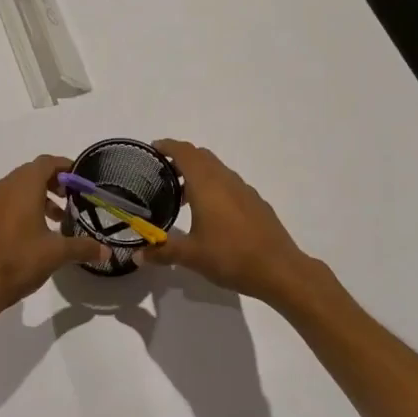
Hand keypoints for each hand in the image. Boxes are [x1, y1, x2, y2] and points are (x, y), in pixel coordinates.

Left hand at [0, 155, 109, 319]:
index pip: (46, 162)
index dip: (65, 166)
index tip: (80, 179)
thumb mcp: (56, 254)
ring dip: (38, 197)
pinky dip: (22, 208)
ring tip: (56, 219)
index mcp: (23, 187)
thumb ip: (83, 248)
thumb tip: (107, 252)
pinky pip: (6, 203)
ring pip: (18, 189)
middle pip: (31, 173)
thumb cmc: (18, 260)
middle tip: (71, 199)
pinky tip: (33, 234)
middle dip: (53, 182)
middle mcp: (4, 187)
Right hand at [138, 139, 319, 305]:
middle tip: (163, 174)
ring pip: (217, 170)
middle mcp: (225, 180)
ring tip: (183, 197)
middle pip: (201, 156)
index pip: (184, 152)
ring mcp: (244, 190)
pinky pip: (230, 184)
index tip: (153, 149)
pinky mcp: (256, 203)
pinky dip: (214, 187)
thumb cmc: (230, 256)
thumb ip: (162, 251)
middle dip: (181, 159)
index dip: (167, 146)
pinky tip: (211, 214)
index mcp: (206, 184)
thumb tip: (138, 256)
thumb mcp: (191, 256)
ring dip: (198, 174)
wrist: (279, 270)